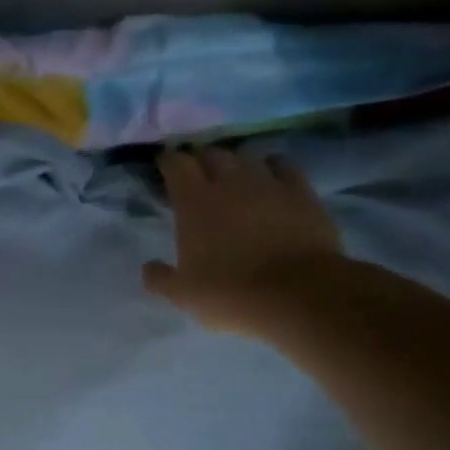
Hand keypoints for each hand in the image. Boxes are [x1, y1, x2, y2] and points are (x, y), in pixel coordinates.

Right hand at [143, 148, 342, 334]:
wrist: (297, 294)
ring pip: (247, 157)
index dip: (168, 161)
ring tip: (232, 173)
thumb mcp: (184, 295)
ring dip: (235, 162)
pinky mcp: (301, 192)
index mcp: (194, 203)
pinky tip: (270, 175)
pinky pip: (283, 166)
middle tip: (196, 171)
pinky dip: (272, 167)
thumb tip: (148, 268)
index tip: (164, 165)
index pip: (176, 164)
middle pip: (211, 154)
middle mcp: (229, 183)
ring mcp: (268, 184)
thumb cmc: (231, 294)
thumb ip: (160, 278)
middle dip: (200, 158)